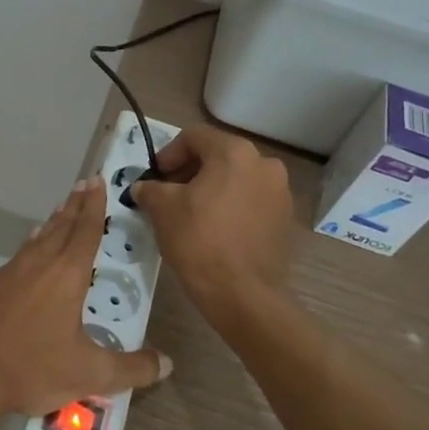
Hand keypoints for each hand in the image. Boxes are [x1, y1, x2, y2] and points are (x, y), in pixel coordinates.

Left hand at [0, 176, 169, 429]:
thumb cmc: (31, 369)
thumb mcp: (90, 374)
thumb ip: (132, 369)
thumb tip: (168, 363)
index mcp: (66, 275)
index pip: (86, 231)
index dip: (94, 206)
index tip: (97, 181)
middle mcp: (37, 264)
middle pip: (61, 227)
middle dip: (75, 206)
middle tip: (84, 184)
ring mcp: (8, 273)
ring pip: (36, 240)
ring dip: (52, 224)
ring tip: (60, 211)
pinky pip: (16, 257)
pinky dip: (29, 247)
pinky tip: (28, 253)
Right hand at [130, 126, 292, 320]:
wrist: (241, 293)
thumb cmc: (198, 240)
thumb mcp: (162, 209)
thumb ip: (150, 189)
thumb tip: (144, 187)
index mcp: (235, 152)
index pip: (194, 137)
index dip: (168, 154)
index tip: (155, 177)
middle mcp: (264, 164)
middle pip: (218, 156)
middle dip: (190, 171)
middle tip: (168, 194)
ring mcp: (280, 192)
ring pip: (236, 179)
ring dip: (211, 188)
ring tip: (190, 213)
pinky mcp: (285, 219)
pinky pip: (251, 201)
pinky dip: (231, 206)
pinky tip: (214, 229)